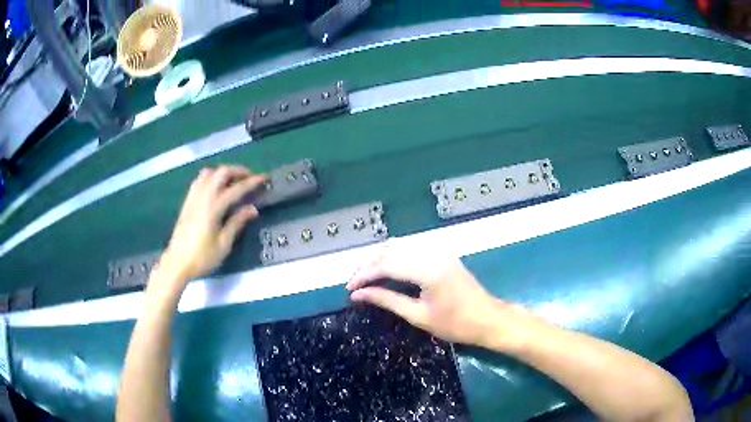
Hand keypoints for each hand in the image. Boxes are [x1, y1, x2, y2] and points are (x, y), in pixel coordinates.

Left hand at [156, 166, 267, 287]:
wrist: (177, 263)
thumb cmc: (202, 257)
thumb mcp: (224, 244)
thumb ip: (237, 223)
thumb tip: (253, 208)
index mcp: (213, 207)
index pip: (236, 189)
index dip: (251, 182)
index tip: (264, 179)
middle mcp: (203, 197)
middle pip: (221, 173)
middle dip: (238, 171)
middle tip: (250, 178)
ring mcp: (193, 197)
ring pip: (209, 173)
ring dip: (223, 173)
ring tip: (233, 181)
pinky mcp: (187, 202)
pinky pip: (199, 180)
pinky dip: (211, 177)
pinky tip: (216, 187)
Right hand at [346, 250, 530, 348]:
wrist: (489, 319)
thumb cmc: (456, 324)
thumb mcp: (418, 316)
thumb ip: (387, 300)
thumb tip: (358, 295)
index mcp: (426, 269)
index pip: (385, 265)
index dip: (363, 275)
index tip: (349, 290)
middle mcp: (431, 253)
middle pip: (390, 251)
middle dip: (369, 266)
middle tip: (355, 285)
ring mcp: (439, 251)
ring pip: (400, 247)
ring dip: (381, 260)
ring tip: (367, 278)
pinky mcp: (442, 255)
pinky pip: (412, 250)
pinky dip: (395, 258)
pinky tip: (387, 271)